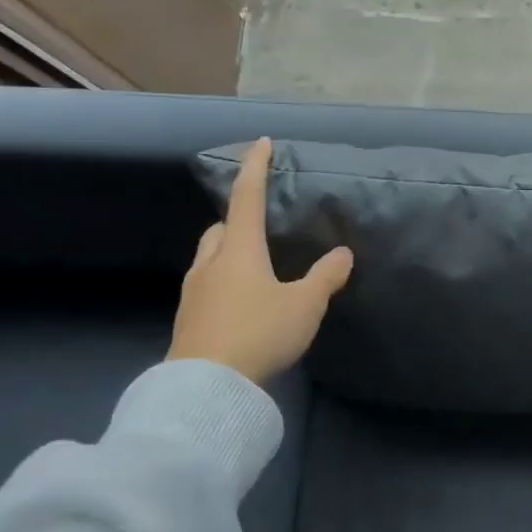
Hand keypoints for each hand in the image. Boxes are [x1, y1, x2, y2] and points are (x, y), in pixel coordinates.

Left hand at [167, 137, 352, 381]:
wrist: (206, 389)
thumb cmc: (258, 333)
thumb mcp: (304, 305)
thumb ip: (325, 277)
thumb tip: (343, 253)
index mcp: (239, 250)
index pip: (247, 197)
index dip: (255, 168)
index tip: (261, 143)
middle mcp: (211, 264)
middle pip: (219, 230)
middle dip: (236, 221)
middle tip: (260, 227)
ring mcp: (193, 294)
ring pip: (209, 259)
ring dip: (227, 254)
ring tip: (254, 269)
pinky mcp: (188, 323)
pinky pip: (206, 289)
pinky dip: (222, 285)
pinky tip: (241, 306)